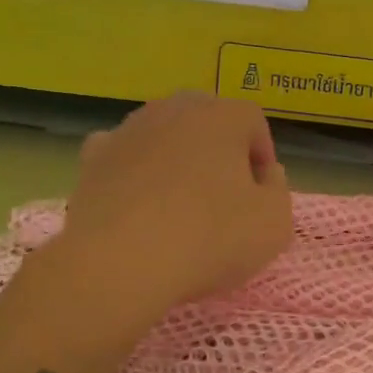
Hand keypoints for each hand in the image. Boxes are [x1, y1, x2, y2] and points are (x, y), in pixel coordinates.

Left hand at [57, 92, 294, 316]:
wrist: (119, 262)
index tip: (260, 194)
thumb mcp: (273, 224)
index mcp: (223, 116)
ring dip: (175, 158)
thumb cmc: (209, 238)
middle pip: (206, 119)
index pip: (253, 121)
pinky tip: (136, 201)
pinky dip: (133, 169)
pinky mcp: (94, 157)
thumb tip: (265, 174)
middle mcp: (175, 109)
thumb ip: (278, 190)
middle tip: (223, 194)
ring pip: (163, 133)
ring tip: (178, 203)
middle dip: (218, 149)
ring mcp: (130, 129)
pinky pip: (123, 153)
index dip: (261, 156)